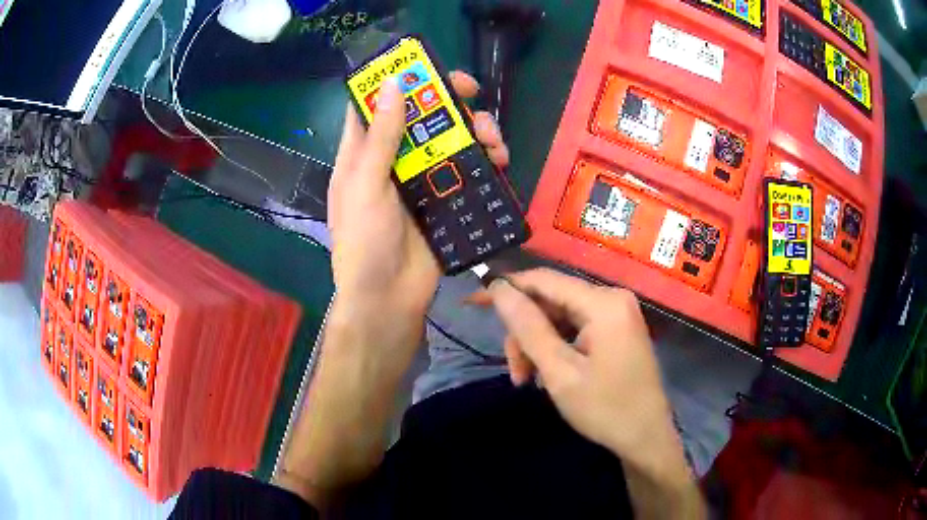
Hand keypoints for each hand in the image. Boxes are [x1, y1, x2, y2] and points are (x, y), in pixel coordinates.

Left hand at [328, 71, 508, 326]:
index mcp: (364, 154)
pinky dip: (485, 161)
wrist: (389, 300)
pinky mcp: (446, 199)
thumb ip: (381, 138)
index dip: (397, 81)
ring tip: (494, 140)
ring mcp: (422, 180)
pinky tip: (501, 162)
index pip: (377, 105)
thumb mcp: (366, 186)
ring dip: (475, 131)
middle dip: (448, 102)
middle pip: (422, 117)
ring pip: (451, 140)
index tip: (425, 67)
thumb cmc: (365, 243)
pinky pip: (468, 171)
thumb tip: (395, 85)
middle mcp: (394, 160)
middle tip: (473, 92)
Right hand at [486, 269, 671, 458]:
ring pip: (560, 317)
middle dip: (526, 334)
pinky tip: (549, 374)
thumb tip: (497, 288)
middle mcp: (612, 298)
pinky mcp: (616, 329)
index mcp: (603, 303)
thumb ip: (528, 327)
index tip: (473, 302)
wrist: (646, 438)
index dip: (506, 288)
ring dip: (538, 346)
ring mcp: (617, 314)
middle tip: (516, 373)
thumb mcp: (559, 372)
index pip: (544, 280)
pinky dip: (556, 349)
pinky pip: (576, 328)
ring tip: (528, 380)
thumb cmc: (605, 409)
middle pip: (551, 301)